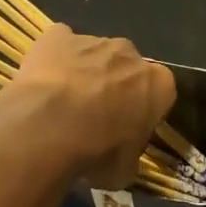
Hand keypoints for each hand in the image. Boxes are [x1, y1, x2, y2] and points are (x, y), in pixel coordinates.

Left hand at [0, 23, 176, 189]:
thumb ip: (129, 156)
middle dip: (117, 87)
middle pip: (128, 68)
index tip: (130, 129)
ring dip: (86, 74)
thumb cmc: (97, 153)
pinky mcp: (57, 35)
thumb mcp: (124, 171)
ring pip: (95, 56)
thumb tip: (121, 160)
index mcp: (158, 85)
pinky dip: (55, 60)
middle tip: (97, 118)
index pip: (161, 94)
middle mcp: (130, 54)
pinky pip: (60, 44)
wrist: (48, 130)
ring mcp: (93, 40)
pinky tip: (43, 84)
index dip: (145, 111)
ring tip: (64, 106)